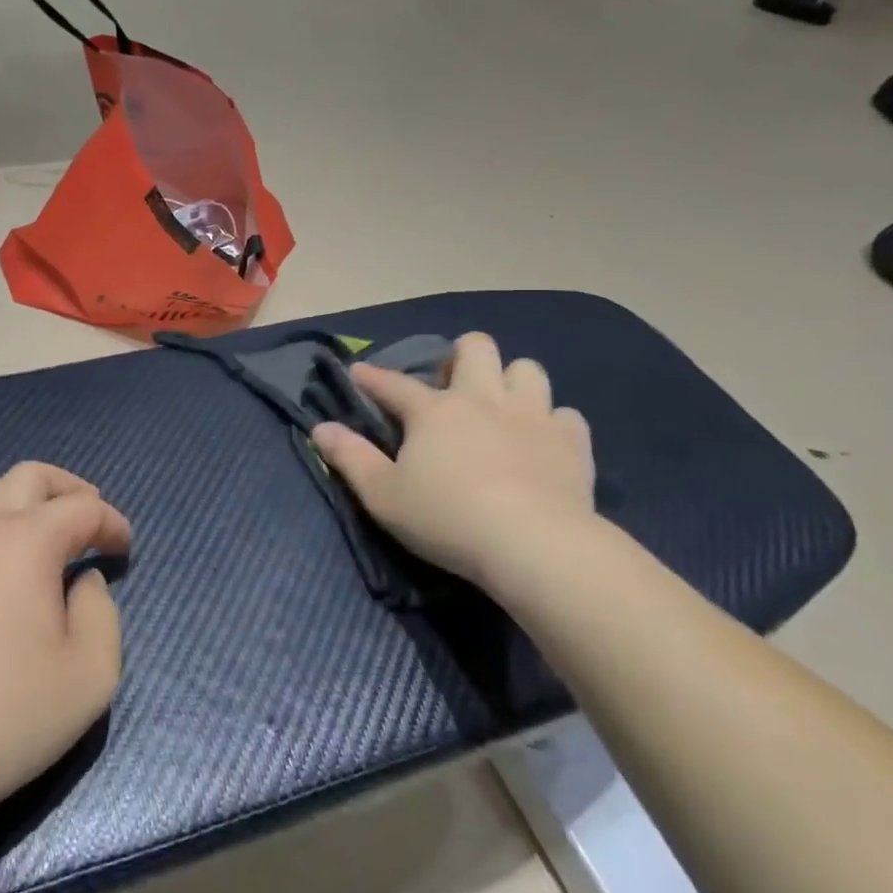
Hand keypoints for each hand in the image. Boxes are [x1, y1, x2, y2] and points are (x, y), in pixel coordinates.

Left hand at [0, 463, 131, 833]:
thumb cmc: (2, 718)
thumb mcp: (89, 676)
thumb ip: (103, 614)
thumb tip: (83, 581)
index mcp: (26, 542)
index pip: (82, 508)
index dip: (111, 522)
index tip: (124, 549)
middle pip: (29, 475)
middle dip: (69, 489)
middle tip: (90, 519)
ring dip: (19, 496)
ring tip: (37, 531)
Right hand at [310, 333, 597, 594]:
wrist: (534, 545)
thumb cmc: (447, 518)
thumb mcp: (382, 495)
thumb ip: (349, 457)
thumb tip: (320, 428)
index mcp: (434, 410)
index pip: (394, 383)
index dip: (372, 377)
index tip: (359, 372)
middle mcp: (482, 399)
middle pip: (476, 347)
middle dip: (461, 356)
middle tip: (452, 386)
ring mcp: (532, 416)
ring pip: (527, 369)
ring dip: (511, 381)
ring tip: (501, 407)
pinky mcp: (571, 442)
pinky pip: (566, 415)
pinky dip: (552, 422)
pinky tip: (542, 441)